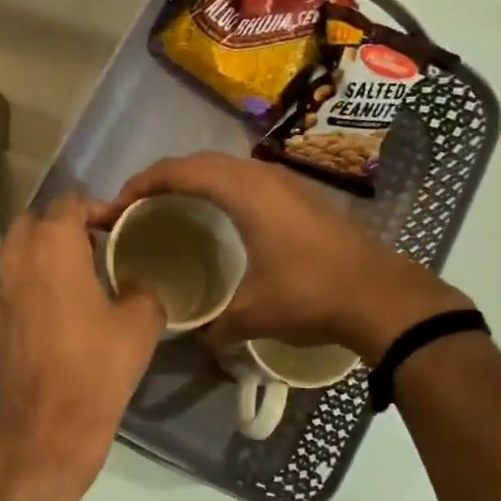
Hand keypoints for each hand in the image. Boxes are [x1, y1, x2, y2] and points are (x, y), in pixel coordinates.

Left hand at [0, 195, 165, 500]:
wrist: (46, 426)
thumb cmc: (96, 367)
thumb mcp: (140, 323)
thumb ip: (145, 288)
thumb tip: (142, 281)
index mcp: (52, 245)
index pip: (71, 202)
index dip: (99, 207)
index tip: (124, 225)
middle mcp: (19, 256)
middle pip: (37, 219)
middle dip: (67, 224)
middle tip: (100, 243)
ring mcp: (1, 287)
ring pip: (19, 247)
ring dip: (46, 248)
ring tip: (82, 269)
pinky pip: (13, 278)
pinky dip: (33, 276)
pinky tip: (61, 301)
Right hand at [104, 153, 470, 361]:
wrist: (383, 296)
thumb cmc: (311, 295)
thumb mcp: (253, 315)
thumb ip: (215, 325)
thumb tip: (197, 339)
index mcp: (243, 193)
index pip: (179, 172)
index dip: (141, 184)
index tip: (118, 206)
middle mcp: (262, 177)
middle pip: (200, 162)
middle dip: (164, 178)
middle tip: (139, 206)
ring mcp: (287, 184)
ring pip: (228, 167)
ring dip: (196, 180)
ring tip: (174, 208)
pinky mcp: (303, 197)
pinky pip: (248, 180)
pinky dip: (222, 189)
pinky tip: (221, 219)